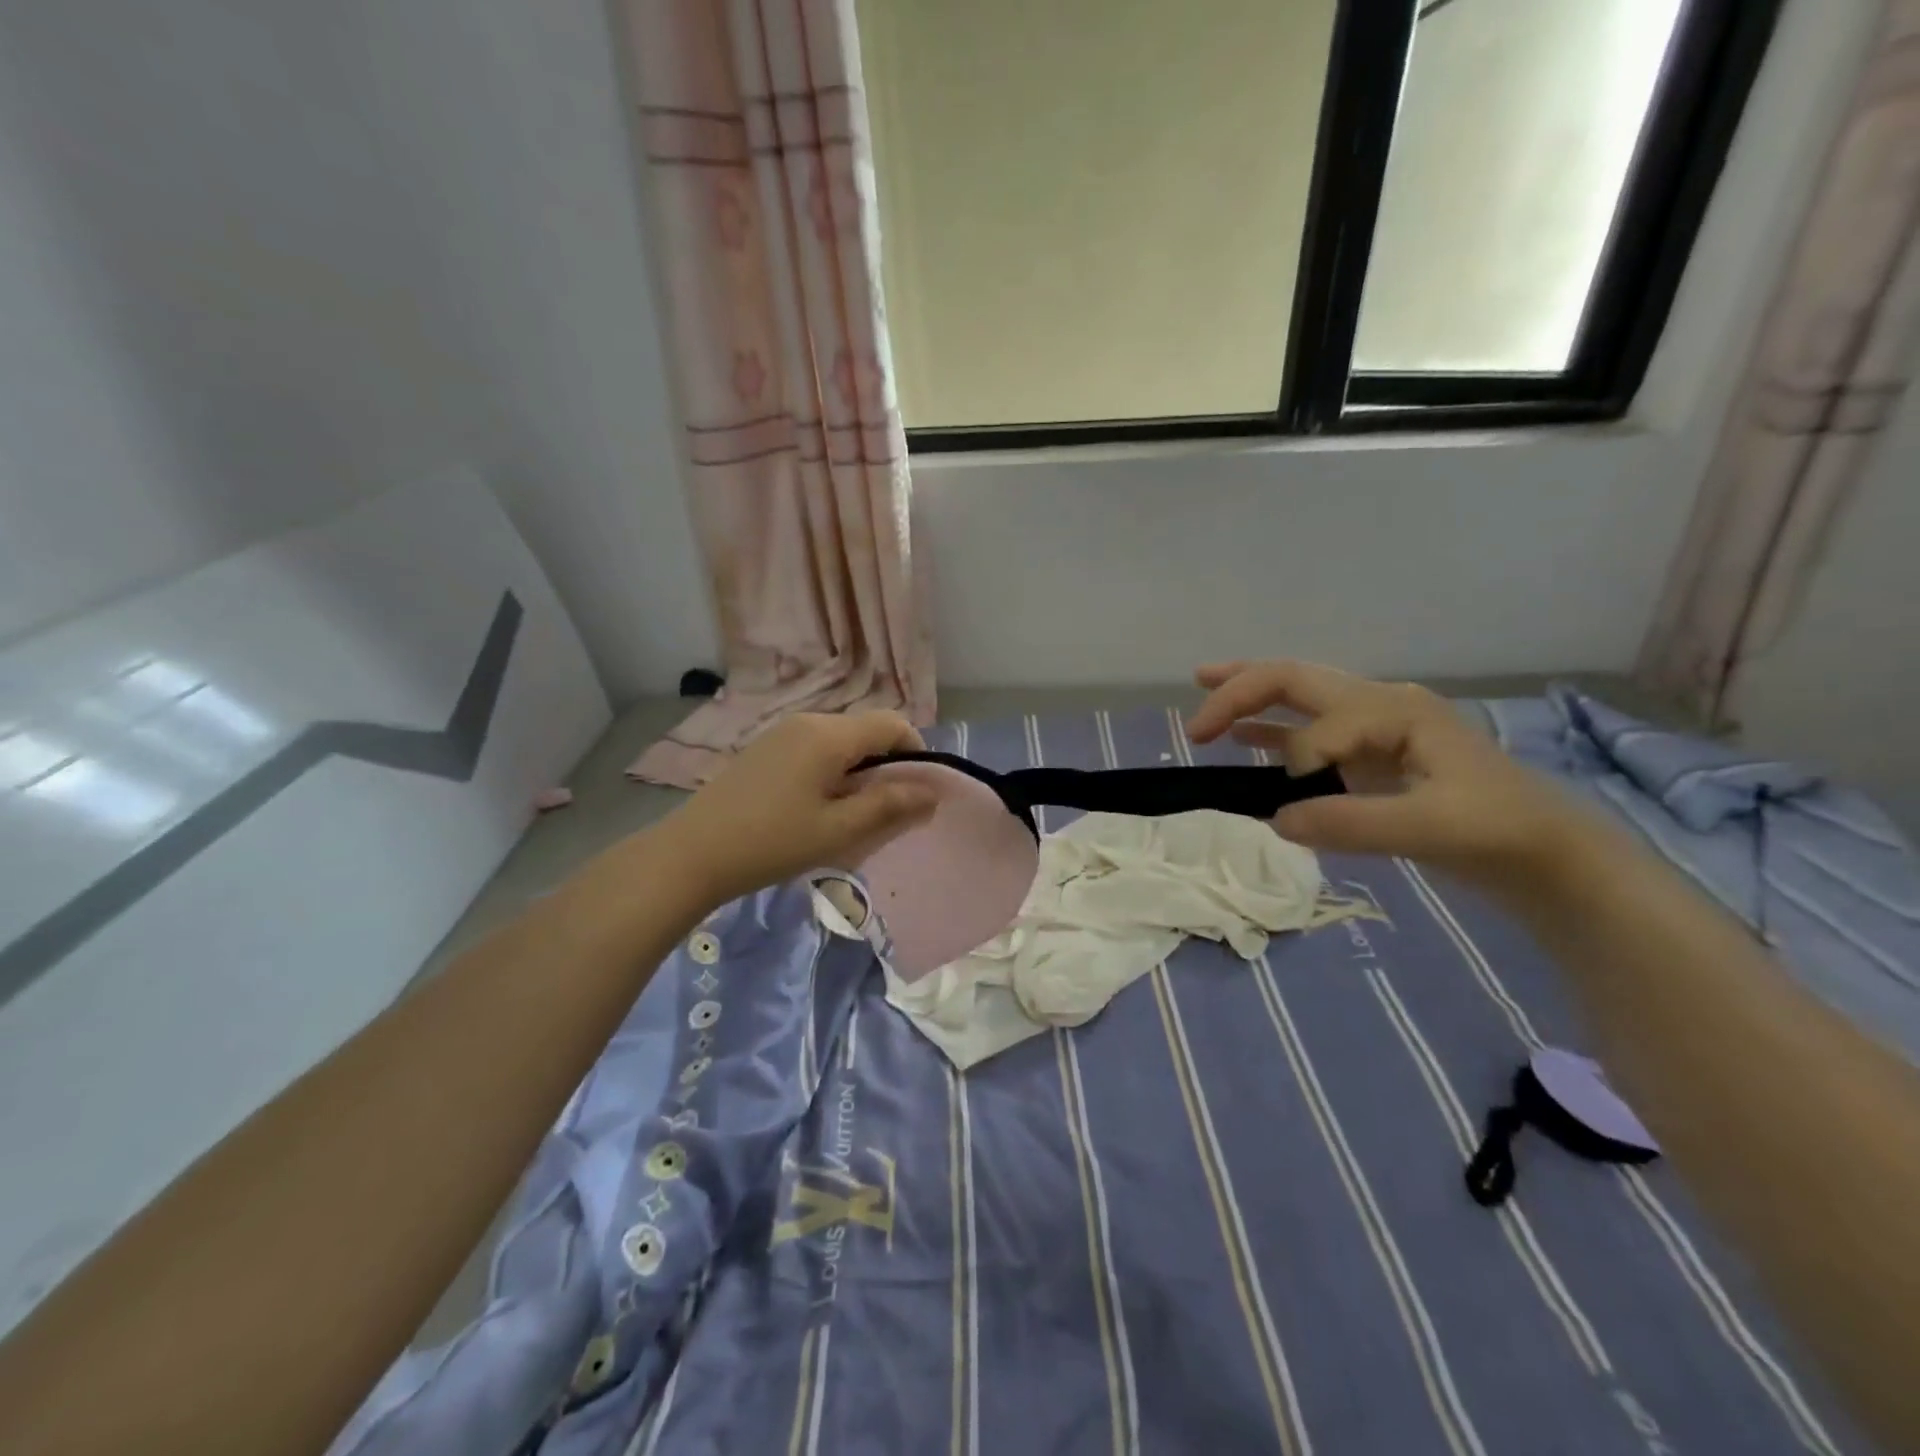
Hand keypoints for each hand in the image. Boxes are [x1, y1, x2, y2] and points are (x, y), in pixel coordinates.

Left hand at [660, 712, 938, 906]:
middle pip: (866, 730)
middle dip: (888, 764)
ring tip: (853, 814)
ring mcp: (782, 733)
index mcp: (829, 734)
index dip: (916, 752)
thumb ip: (889, 806)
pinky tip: (818, 807)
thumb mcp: (838, 829)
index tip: (919, 792)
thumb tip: (931, 791)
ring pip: (841, 740)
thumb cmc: (772, 842)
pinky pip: (816, 748)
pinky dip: (833, 770)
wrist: (692, 853)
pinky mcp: (766, 749)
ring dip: (860, 769)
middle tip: (888, 811)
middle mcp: (808, 721)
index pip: (892, 724)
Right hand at [1187, 660, 1592, 886]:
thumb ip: (1351, 823)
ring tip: (1203, 698)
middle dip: (1242, 691)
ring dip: (1251, 698)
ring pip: (1300, 699)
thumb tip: (1273, 818)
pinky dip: (1272, 733)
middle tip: (1196, 721)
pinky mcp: (1370, 756)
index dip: (1296, 758)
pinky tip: (1242, 740)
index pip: (1320, 721)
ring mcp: (1374, 729)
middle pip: (1297, 681)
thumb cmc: (1497, 833)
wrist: (1548, 856)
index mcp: (1394, 710)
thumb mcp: (1429, 829)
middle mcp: (1379, 706)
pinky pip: (1309, 733)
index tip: (1296, 802)